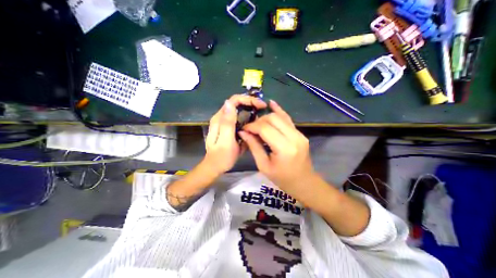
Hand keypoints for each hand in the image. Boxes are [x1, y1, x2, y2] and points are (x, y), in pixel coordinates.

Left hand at [203, 94, 267, 174]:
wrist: (216, 166)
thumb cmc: (222, 156)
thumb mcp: (226, 140)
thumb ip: (227, 123)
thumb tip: (229, 103)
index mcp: (220, 119)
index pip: (233, 101)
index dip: (248, 100)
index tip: (261, 105)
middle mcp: (221, 118)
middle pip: (236, 104)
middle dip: (250, 103)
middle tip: (263, 109)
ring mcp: (225, 123)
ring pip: (238, 110)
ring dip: (250, 110)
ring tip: (261, 115)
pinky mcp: (229, 128)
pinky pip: (239, 118)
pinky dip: (248, 118)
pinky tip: (254, 123)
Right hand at [238, 101, 314, 191]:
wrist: (303, 182)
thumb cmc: (282, 179)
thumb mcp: (264, 165)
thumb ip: (254, 146)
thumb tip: (243, 132)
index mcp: (284, 149)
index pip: (265, 129)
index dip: (252, 126)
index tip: (244, 129)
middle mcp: (294, 137)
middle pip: (273, 119)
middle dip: (259, 121)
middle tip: (251, 128)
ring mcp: (299, 134)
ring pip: (280, 117)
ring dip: (266, 117)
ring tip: (257, 123)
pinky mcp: (300, 133)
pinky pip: (288, 119)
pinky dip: (279, 111)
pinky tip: (271, 104)